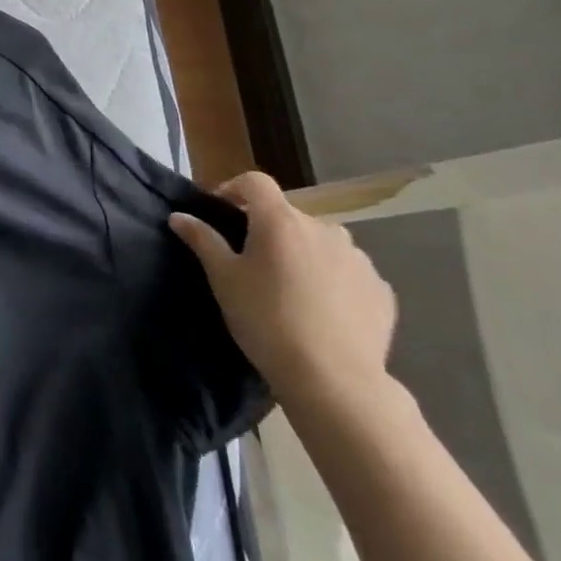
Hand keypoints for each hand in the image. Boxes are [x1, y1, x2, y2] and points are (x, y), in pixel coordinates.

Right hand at [169, 171, 396, 413]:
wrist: (333, 378)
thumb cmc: (265, 318)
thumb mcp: (223, 278)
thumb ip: (202, 240)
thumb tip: (179, 216)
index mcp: (280, 220)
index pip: (255, 182)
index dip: (234, 188)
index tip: (221, 211)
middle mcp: (324, 228)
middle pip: (288, 215)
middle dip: (267, 229)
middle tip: (251, 261)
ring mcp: (358, 259)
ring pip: (320, 242)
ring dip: (302, 252)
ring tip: (289, 287)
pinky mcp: (381, 289)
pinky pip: (348, 271)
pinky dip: (331, 278)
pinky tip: (320, 309)